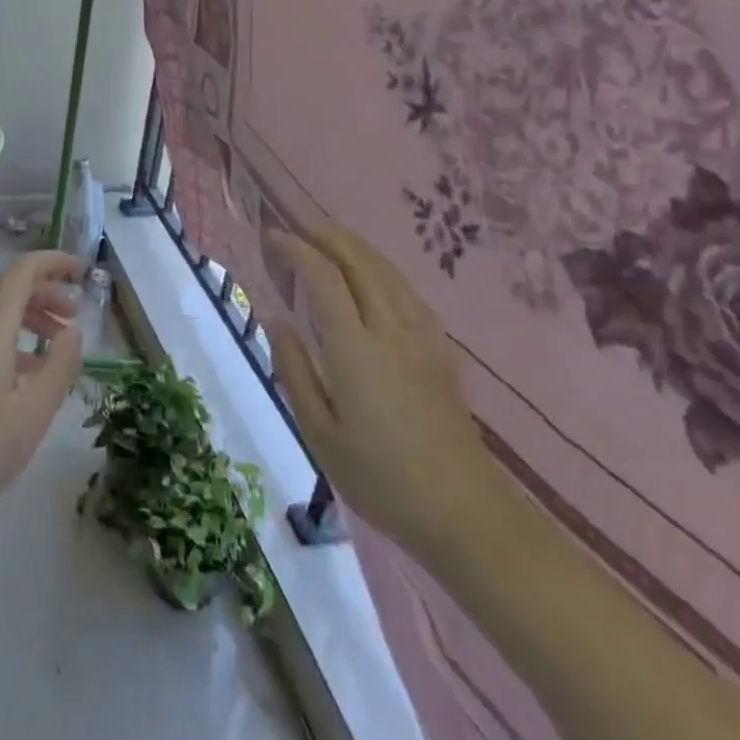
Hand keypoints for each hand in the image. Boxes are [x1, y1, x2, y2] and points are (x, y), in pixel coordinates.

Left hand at [0, 250, 85, 534]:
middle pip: (9, 287)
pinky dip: (13, 338)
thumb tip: (73, 331)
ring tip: (58, 343)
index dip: (54, 262)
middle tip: (76, 315)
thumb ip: (59, 366)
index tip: (83, 271)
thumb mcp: (33, 414)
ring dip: (30, 315)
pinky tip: (29, 373)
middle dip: (46, 290)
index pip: (23, 271)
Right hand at [268, 226, 507, 570]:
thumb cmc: (381, 478)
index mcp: (355, 348)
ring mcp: (421, 338)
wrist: (465, 512)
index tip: (274, 237)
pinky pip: (409, 292)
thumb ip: (295, 370)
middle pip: (361, 262)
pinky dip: (384, 271)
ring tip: (332, 239)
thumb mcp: (319, 433)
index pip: (324, 278)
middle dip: (329, 236)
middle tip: (300, 227)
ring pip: (388, 273)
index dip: (297, 250)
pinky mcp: (441, 352)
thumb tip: (276, 320)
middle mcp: (390, 330)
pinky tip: (378, 278)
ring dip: (357, 247)